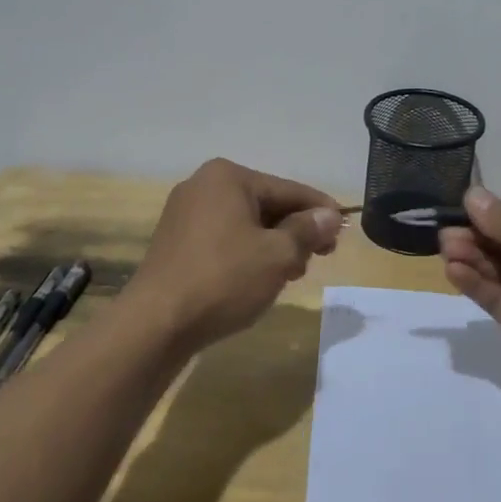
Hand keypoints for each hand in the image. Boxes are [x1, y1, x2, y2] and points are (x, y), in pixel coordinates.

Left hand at [124, 158, 340, 351]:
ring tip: (292, 273)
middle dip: (295, 231)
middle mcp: (203, 186)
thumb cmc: (223, 279)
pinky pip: (224, 239)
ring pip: (246, 224)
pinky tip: (260, 278)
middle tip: (320, 257)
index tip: (344, 229)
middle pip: (266, 204)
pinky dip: (247, 253)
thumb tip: (329, 216)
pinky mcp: (176, 243)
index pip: (288, 189)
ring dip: (273, 245)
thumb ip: (307, 231)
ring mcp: (185, 214)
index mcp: (228, 177)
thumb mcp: (277, 255)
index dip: (320, 210)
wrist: (155, 324)